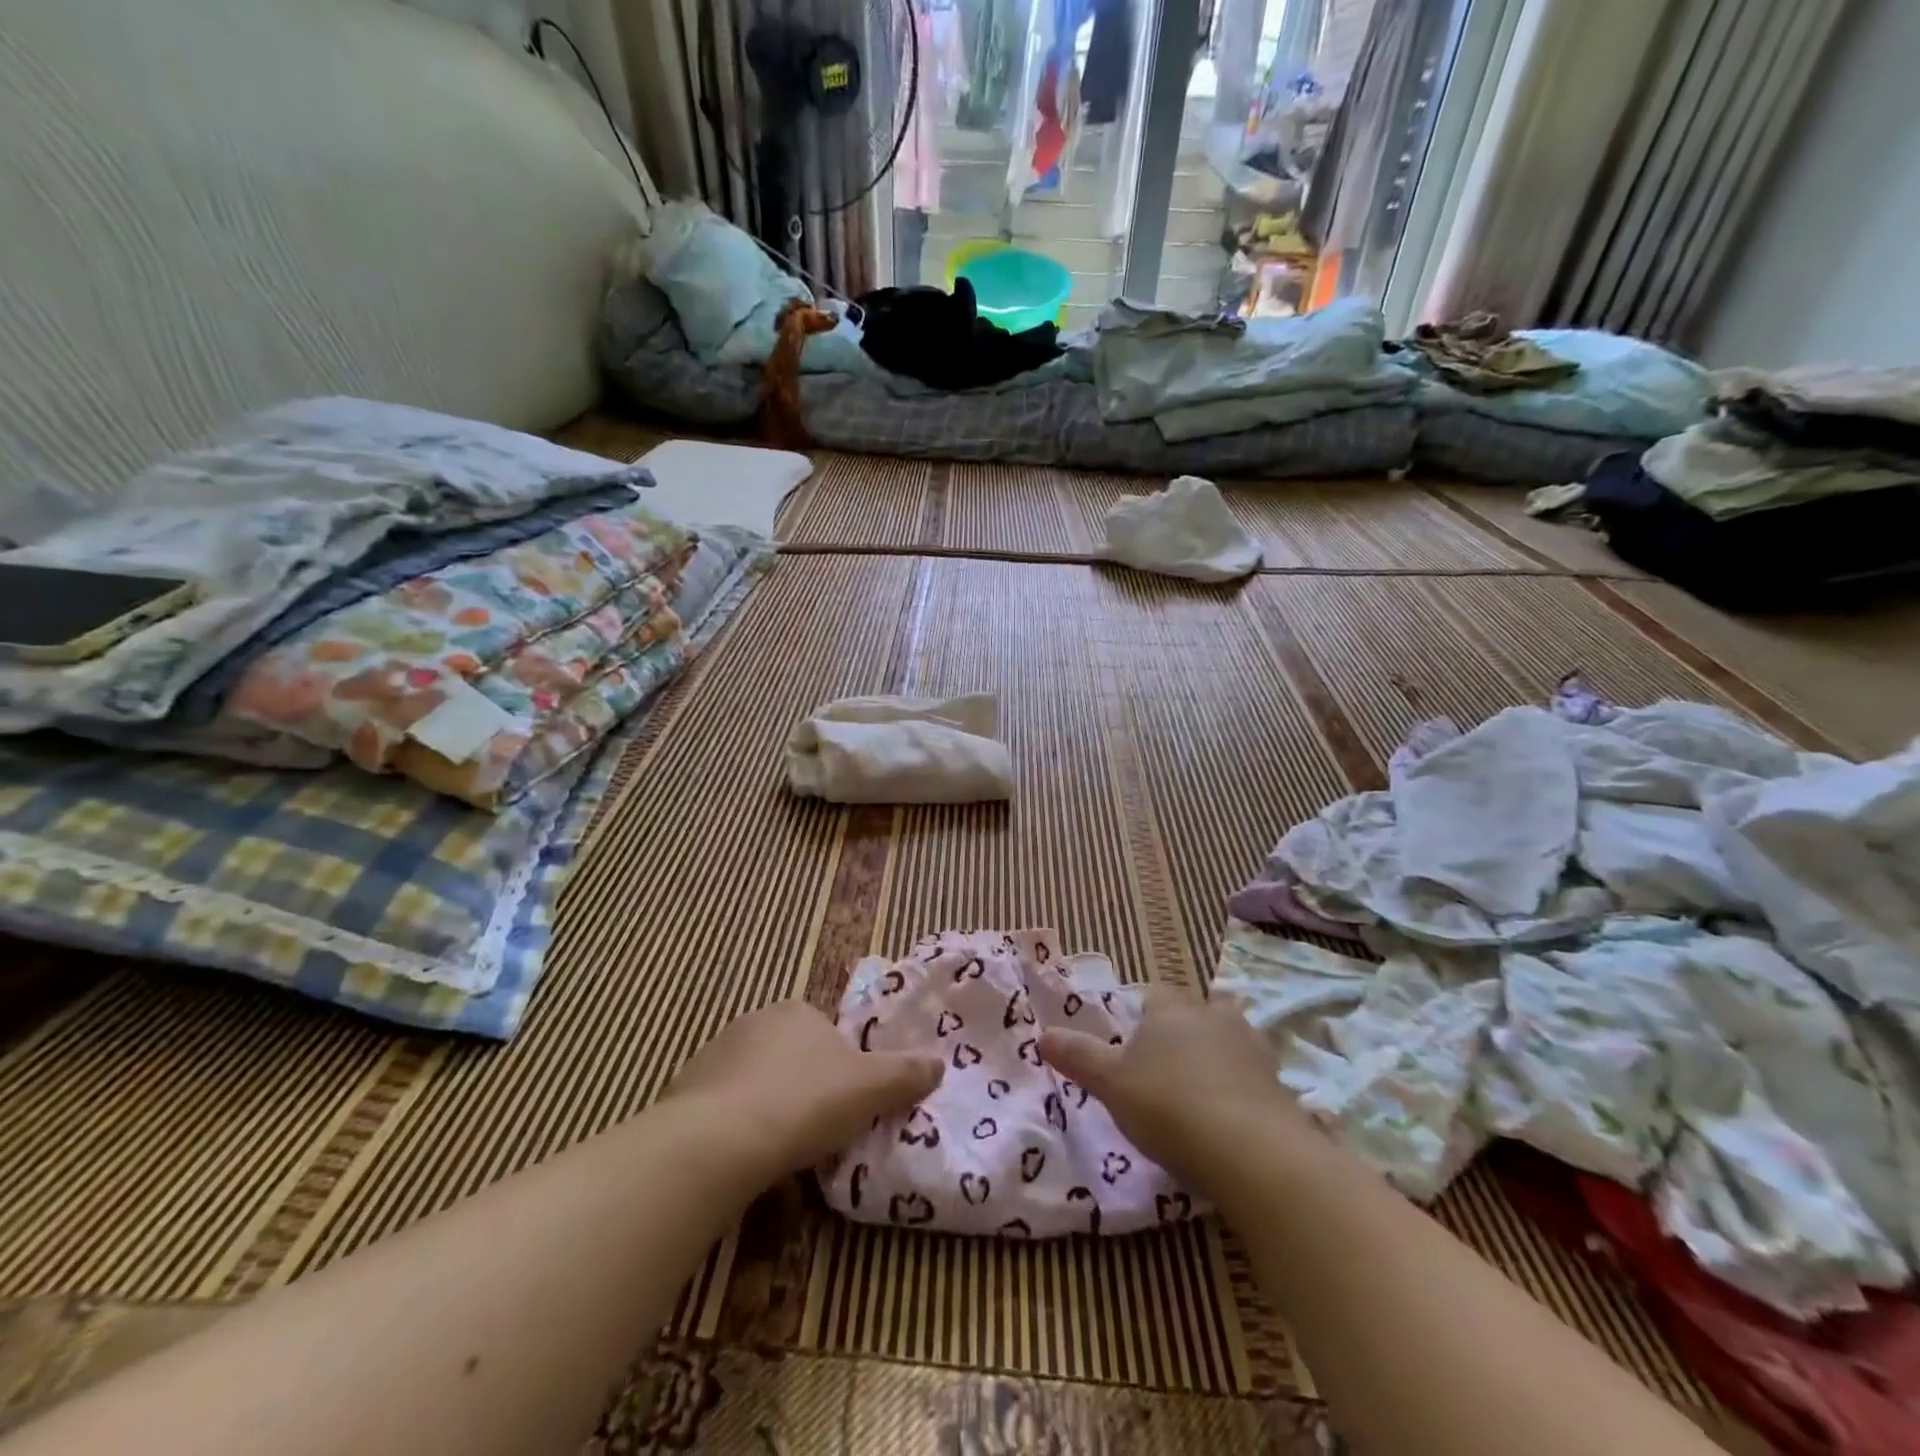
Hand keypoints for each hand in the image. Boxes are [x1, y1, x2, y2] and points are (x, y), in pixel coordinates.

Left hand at [666, 1000, 943, 1175]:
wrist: (718, 1141)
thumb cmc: (804, 1102)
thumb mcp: (870, 1089)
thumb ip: (906, 1074)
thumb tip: (939, 1062)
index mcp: (798, 1011)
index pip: (825, 1032)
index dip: (839, 1067)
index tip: (844, 1103)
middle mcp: (754, 1022)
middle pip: (789, 1054)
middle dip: (802, 1086)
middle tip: (815, 1129)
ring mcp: (714, 1054)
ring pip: (753, 1081)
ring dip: (766, 1106)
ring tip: (779, 1151)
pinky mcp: (684, 1091)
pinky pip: (721, 1107)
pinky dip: (734, 1127)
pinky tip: (743, 1159)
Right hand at [1038, 985, 1302, 1190]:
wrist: (1252, 1153)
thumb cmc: (1168, 1106)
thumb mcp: (1111, 1084)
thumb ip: (1078, 1056)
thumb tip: (1043, 1034)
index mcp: (1171, 1009)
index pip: (1153, 995)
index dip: (1140, 1015)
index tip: (1130, 1045)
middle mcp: (1213, 1016)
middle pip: (1195, 1013)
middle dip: (1182, 1032)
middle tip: (1163, 1068)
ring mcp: (1252, 1048)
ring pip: (1228, 1039)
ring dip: (1215, 1057)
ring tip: (1197, 1093)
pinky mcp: (1279, 1084)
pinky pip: (1252, 1076)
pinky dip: (1240, 1088)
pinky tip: (1228, 1117)